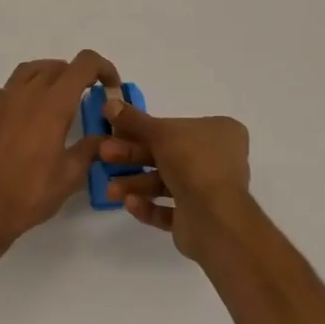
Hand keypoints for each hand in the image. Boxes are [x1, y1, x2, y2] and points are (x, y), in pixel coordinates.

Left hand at [0, 50, 119, 247]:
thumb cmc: (27, 194)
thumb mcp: (69, 177)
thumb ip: (90, 149)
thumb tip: (104, 136)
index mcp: (52, 104)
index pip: (84, 64)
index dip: (103, 68)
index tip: (110, 87)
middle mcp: (26, 93)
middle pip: (57, 66)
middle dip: (77, 76)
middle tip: (86, 97)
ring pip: (29, 72)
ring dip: (49, 77)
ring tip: (57, 100)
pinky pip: (7, 90)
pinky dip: (23, 93)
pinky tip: (25, 119)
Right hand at [101, 101, 252, 260]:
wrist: (214, 219)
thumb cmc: (193, 164)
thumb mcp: (160, 133)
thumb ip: (134, 120)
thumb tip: (109, 103)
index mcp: (220, 132)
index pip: (177, 125)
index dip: (144, 128)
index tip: (118, 130)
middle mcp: (217, 159)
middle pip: (167, 153)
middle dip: (133, 156)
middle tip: (105, 154)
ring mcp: (209, 190)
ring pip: (165, 182)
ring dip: (136, 183)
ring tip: (111, 190)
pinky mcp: (198, 217)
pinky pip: (168, 209)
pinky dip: (148, 206)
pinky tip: (129, 203)